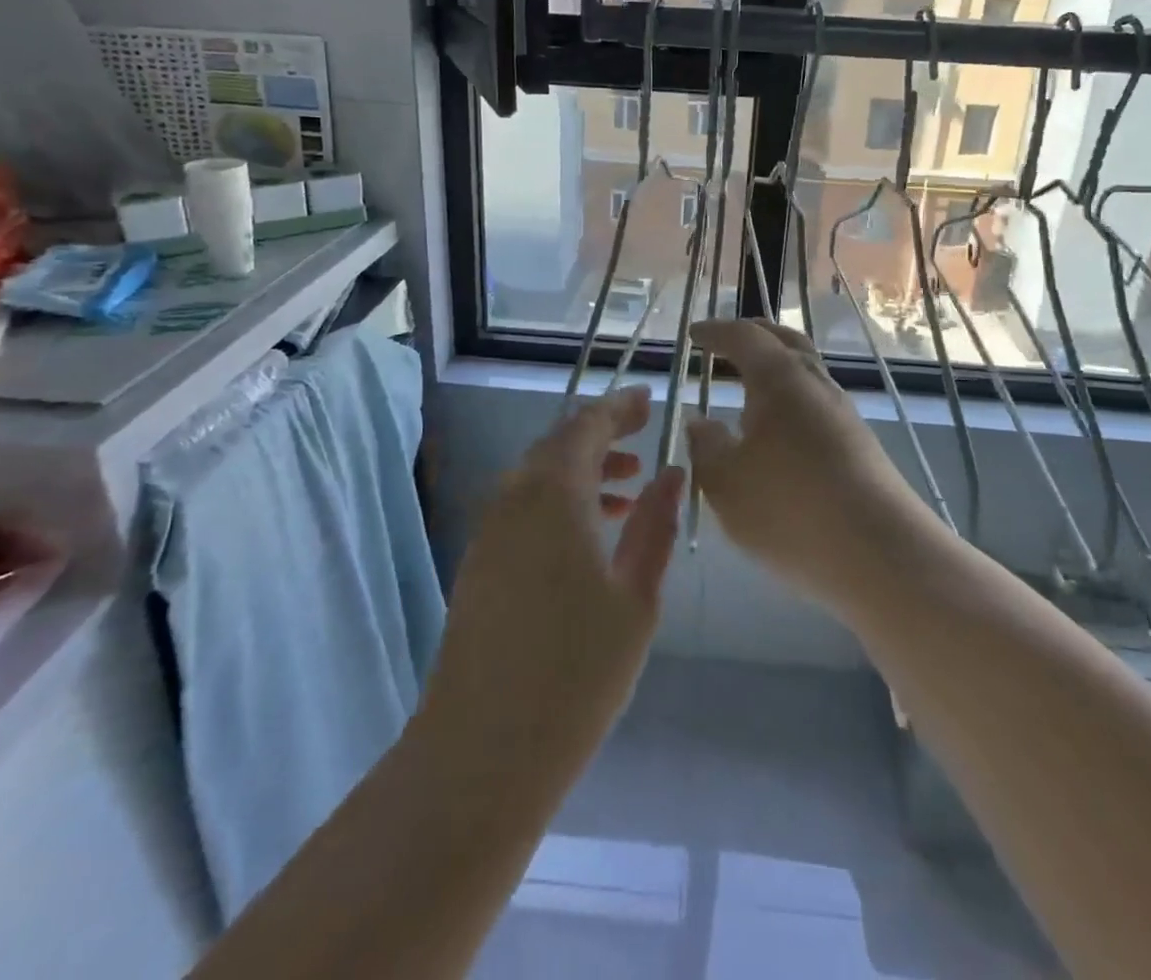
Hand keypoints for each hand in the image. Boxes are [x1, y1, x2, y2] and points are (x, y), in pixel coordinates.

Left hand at [424, 384, 683, 774]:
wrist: (483, 749)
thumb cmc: (577, 670)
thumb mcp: (636, 595)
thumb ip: (654, 524)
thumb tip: (671, 472)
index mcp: (554, 494)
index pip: (586, 425)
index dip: (619, 408)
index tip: (649, 400)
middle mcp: (514, 498)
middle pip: (558, 444)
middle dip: (601, 435)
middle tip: (643, 439)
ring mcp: (490, 531)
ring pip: (539, 476)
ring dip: (582, 470)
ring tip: (628, 489)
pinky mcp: (480, 562)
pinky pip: (524, 506)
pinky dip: (559, 500)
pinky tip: (589, 534)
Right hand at [687, 319, 934, 608]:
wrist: (880, 554)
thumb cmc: (789, 509)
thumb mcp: (725, 482)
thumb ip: (706, 446)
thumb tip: (700, 422)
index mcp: (778, 378)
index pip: (744, 337)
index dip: (716, 332)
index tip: (693, 334)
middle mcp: (815, 384)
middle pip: (784, 342)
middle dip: (753, 336)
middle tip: (724, 342)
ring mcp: (843, 413)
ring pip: (805, 373)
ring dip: (775, 369)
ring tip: (748, 386)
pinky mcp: (859, 444)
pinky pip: (816, 404)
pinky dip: (790, 400)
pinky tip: (778, 431)